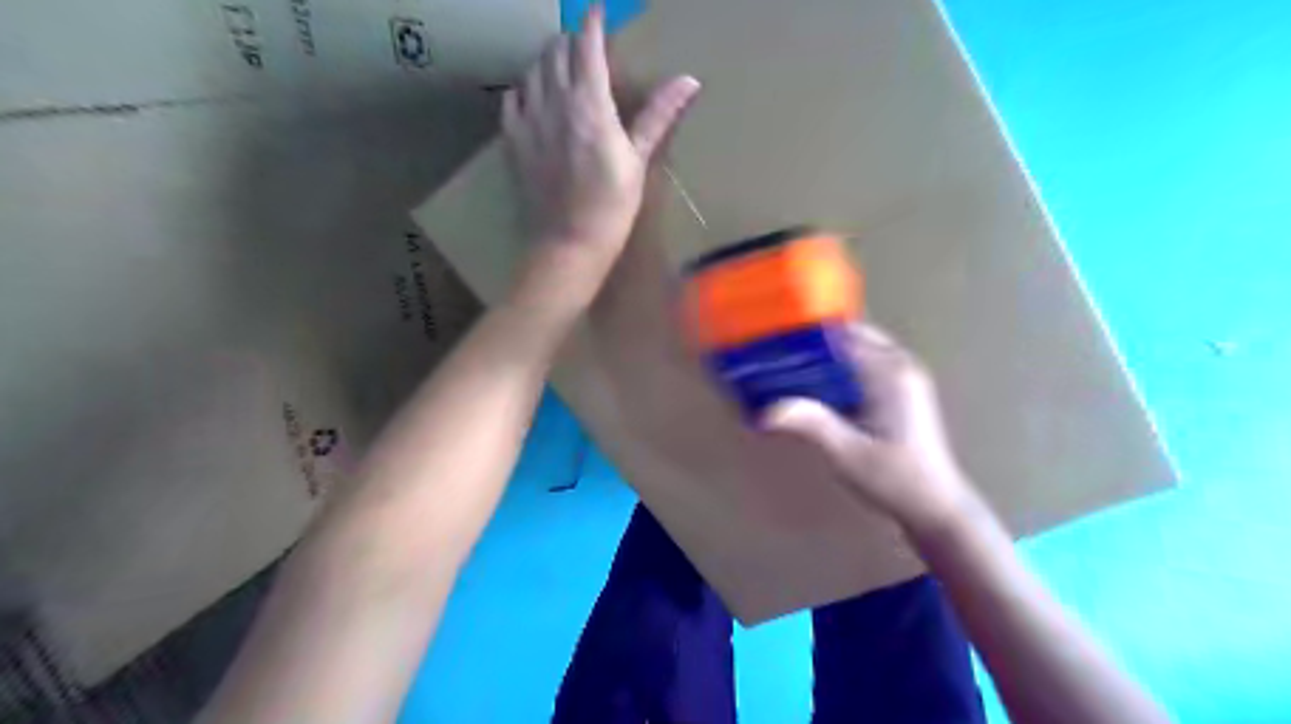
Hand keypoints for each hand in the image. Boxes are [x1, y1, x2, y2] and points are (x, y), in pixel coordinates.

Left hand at [503, 2, 702, 303]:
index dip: (593, 21)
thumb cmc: (611, 208)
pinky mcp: (513, 141)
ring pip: (533, 70)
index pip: (587, 44)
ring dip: (548, 61)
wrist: (567, 245)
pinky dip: (526, 87)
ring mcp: (528, 121)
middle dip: (572, 40)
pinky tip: (534, 96)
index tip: (599, 10)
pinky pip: (513, 98)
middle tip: (586, 45)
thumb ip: (657, 116)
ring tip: (562, 68)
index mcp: (589, 104)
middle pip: (556, 51)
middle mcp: (554, 102)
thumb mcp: (637, 162)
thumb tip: (689, 81)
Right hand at [764, 323, 980, 535]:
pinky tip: (816, 390)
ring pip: (858, 350)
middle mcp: (900, 367)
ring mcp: (903, 379)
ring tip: (790, 370)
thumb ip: (810, 424)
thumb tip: (767, 409)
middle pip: (851, 337)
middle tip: (780, 357)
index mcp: (891, 372)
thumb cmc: (895, 478)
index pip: (845, 336)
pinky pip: (864, 367)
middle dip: (815, 344)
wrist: (935, 508)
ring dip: (827, 357)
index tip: (778, 340)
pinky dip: (840, 370)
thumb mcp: (847, 453)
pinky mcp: (901, 394)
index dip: (809, 335)